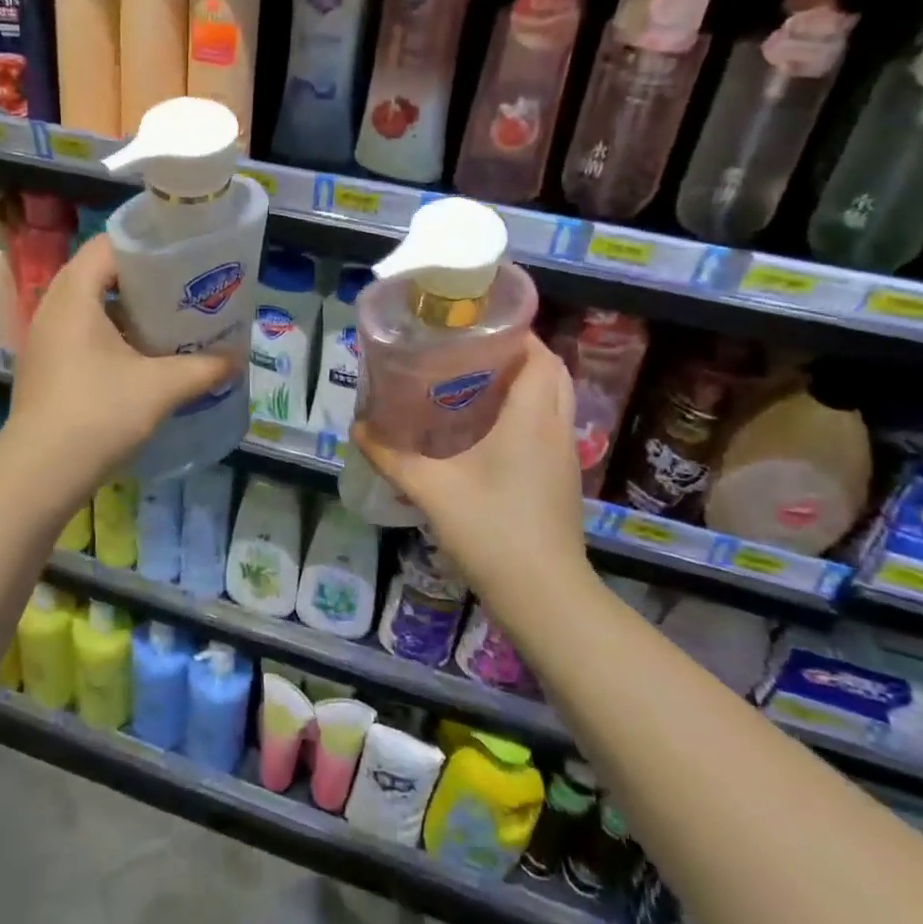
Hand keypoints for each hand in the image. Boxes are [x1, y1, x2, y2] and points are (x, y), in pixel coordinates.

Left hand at [7, 234, 232, 491]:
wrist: (40, 473)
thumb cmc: (98, 413)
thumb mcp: (160, 387)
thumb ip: (203, 367)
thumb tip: (237, 359)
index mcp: (74, 296)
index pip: (108, 244)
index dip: (146, 243)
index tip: (182, 254)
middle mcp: (53, 308)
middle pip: (99, 273)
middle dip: (142, 278)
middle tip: (183, 286)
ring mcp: (45, 339)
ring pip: (90, 306)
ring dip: (127, 309)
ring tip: (169, 318)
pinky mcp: (46, 366)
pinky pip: (81, 332)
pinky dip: (111, 334)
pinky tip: (142, 356)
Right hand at [350, 336, 591, 625]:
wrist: (545, 597)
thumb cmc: (491, 531)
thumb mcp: (432, 490)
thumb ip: (392, 456)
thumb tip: (358, 427)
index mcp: (531, 418)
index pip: (540, 355)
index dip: (516, 333)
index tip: (477, 326)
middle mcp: (555, 428)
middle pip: (552, 371)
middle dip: (519, 353)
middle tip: (472, 351)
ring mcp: (564, 456)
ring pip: (555, 399)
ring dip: (526, 382)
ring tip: (476, 381)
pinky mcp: (561, 478)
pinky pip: (550, 425)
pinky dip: (528, 411)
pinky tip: (488, 428)